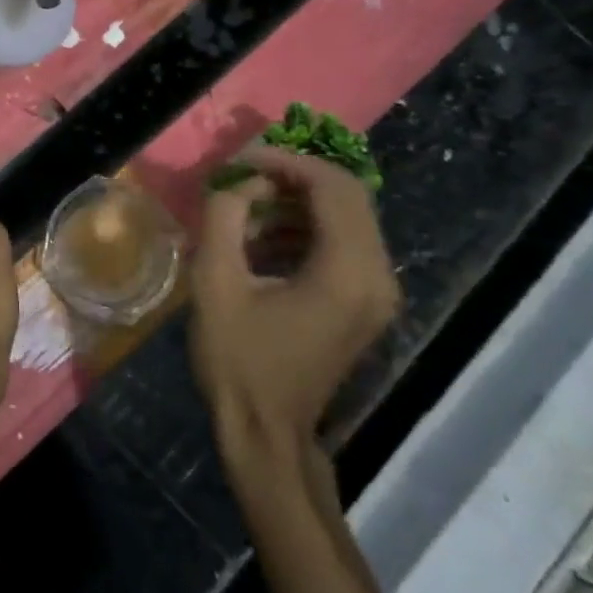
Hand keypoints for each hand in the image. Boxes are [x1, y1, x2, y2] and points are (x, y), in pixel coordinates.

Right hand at [190, 145, 401, 464]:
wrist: (265, 431)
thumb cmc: (237, 359)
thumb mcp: (215, 281)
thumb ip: (225, 216)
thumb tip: (238, 179)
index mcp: (347, 271)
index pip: (332, 186)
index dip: (284, 161)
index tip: (238, 161)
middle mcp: (376, 275)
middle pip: (346, 196)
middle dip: (289, 177)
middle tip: (239, 179)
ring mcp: (376, 291)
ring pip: (345, 216)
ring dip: (293, 202)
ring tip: (241, 210)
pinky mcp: (364, 301)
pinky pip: (341, 242)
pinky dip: (301, 227)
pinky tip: (258, 240)